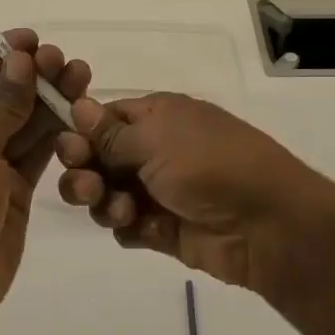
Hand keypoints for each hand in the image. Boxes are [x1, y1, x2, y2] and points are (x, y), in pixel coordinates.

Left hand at [0, 29, 91, 328]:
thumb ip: (3, 107)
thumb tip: (21, 59)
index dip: (8, 56)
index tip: (38, 38)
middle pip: (7, 97)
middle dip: (37, 78)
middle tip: (69, 61)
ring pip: (26, 124)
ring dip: (52, 102)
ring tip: (83, 78)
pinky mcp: (13, 190)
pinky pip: (37, 153)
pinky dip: (57, 135)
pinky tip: (80, 115)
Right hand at [55, 92, 334, 295]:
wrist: (267, 225)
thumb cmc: (210, 165)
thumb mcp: (157, 140)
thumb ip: (110, 133)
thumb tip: (77, 105)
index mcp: (156, 116)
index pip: (104, 118)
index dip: (80, 132)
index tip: (67, 149)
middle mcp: (153, 150)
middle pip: (98, 157)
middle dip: (84, 171)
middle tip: (88, 186)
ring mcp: (158, 190)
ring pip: (106, 193)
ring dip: (103, 201)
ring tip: (121, 211)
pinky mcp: (163, 229)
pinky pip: (126, 226)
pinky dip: (126, 227)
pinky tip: (142, 229)